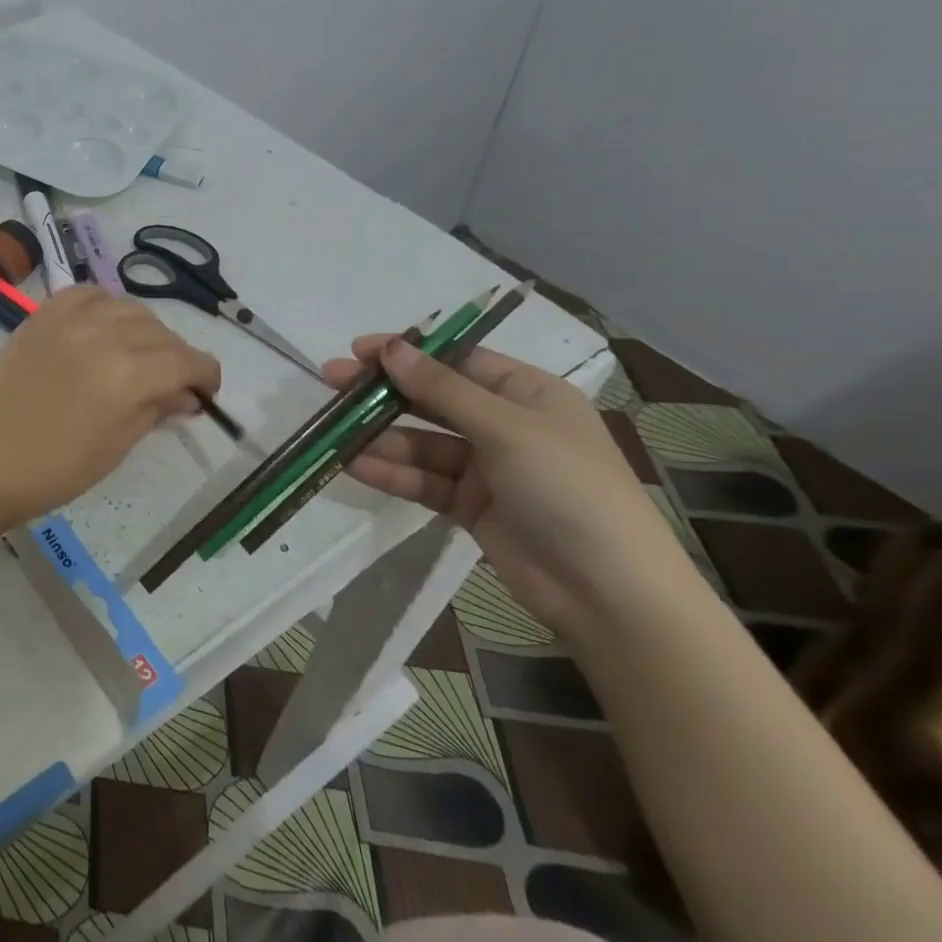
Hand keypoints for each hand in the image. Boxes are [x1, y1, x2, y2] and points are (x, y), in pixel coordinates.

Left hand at [0, 287, 220, 532]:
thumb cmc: (52, 470)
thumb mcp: (117, 447)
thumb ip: (156, 410)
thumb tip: (187, 395)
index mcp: (129, 375)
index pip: (188, 361)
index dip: (206, 377)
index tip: (205, 394)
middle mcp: (104, 334)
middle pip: (162, 333)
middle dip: (177, 357)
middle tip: (171, 384)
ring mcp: (69, 319)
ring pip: (129, 307)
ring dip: (145, 330)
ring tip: (138, 356)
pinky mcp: (42, 315)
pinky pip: (88, 294)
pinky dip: (105, 307)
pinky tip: (103, 328)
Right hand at [327, 336, 691, 634]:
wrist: (609, 593)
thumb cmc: (568, 489)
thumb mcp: (505, 428)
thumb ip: (441, 388)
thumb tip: (391, 348)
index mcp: (528, 394)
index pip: (457, 361)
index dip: (408, 353)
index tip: (358, 350)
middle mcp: (505, 425)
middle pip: (432, 399)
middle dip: (384, 393)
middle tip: (332, 383)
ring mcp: (486, 467)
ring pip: (421, 442)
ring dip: (380, 437)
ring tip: (334, 433)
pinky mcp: (470, 506)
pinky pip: (422, 480)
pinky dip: (391, 472)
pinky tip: (354, 466)